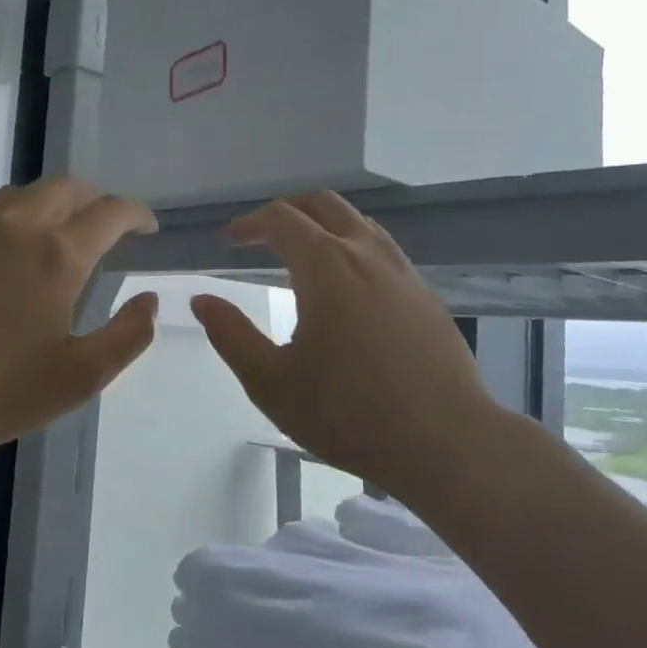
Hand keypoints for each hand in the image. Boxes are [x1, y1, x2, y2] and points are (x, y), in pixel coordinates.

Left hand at [0, 178, 159, 451]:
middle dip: (94, 200)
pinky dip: (2, 221)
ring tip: (52, 234)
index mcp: (58, 255)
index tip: (146, 228)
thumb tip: (149, 301)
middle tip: (102, 225)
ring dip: (48, 205)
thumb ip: (128, 335)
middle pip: (65, 188)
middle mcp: (16, 224)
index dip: (135, 214)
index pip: (110, 212)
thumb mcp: (81, 377)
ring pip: (20, 194)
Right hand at [190, 193, 500, 499]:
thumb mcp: (271, 382)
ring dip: (325, 226)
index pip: (282, 219)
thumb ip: (231, 335)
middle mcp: (367, 255)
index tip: (230, 241)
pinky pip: (384, 251)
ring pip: (359, 224)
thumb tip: (202, 300)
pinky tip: (349, 290)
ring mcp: (404, 273)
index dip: (250, 223)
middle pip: (324, 206)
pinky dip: (354, 249)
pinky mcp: (426, 296)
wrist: (444, 441)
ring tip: (303, 256)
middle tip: (263, 236)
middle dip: (288, 212)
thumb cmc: (348, 414)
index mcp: (327, 267)